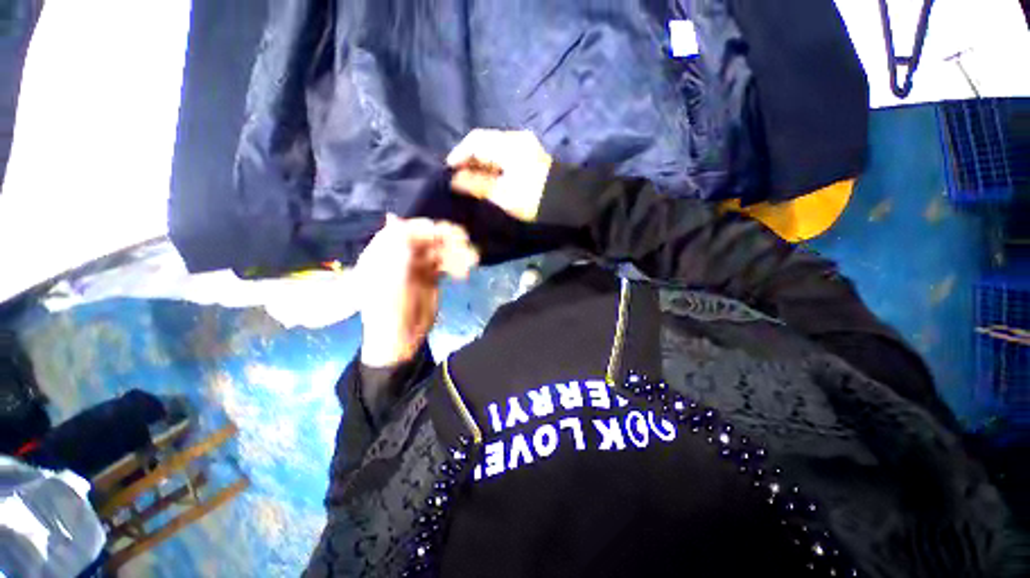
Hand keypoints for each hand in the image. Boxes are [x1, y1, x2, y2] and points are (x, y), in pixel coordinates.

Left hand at [356, 214, 478, 366]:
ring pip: (440, 251)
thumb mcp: (389, 279)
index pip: (405, 230)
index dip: (425, 228)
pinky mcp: (431, 276)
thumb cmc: (389, 310)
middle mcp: (402, 255)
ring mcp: (418, 265)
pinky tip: (464, 274)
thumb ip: (395, 249)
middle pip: (426, 238)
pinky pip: (446, 264)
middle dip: (447, 239)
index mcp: (384, 253)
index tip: (446, 231)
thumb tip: (393, 217)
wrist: (401, 338)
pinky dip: (457, 266)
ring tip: (473, 260)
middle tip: (466, 241)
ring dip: (457, 253)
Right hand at [446, 129, 552, 221]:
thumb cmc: (533, 199)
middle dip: (470, 157)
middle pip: (485, 141)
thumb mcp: (502, 194)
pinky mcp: (531, 154)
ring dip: (482, 161)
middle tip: (459, 176)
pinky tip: (489, 176)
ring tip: (471, 178)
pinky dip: (494, 163)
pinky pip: (505, 153)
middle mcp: (517, 138)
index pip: (476, 140)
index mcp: (509, 145)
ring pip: (495, 147)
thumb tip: (456, 179)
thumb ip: (477, 184)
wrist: (568, 202)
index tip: (448, 170)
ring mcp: (526, 145)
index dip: (459, 153)